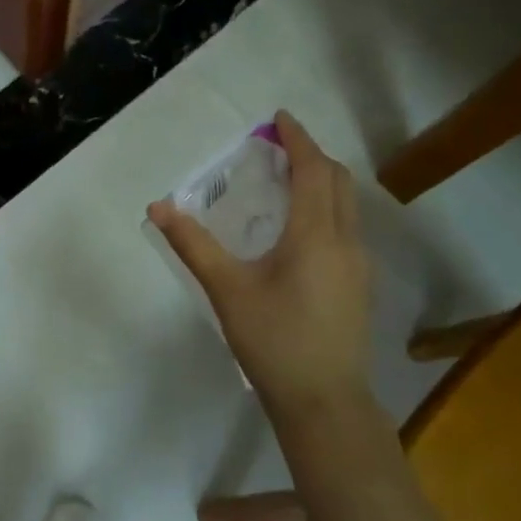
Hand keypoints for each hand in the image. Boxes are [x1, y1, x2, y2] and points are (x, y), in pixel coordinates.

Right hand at [148, 111, 370, 418]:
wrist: (324, 402)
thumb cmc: (274, 341)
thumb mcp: (227, 290)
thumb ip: (193, 244)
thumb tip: (159, 206)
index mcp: (315, 235)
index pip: (313, 170)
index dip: (298, 140)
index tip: (279, 119)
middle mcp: (346, 241)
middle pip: (338, 180)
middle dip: (312, 155)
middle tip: (279, 147)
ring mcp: (360, 264)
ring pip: (348, 204)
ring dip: (323, 181)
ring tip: (289, 179)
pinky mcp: (360, 285)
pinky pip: (348, 226)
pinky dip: (328, 206)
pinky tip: (302, 227)